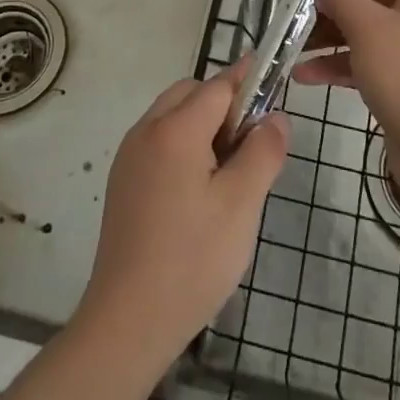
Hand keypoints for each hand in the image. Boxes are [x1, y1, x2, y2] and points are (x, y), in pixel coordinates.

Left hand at [74, 65, 287, 376]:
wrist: (127, 322)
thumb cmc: (192, 259)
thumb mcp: (242, 205)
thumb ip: (263, 152)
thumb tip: (276, 117)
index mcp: (175, 129)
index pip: (218, 85)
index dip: (248, 80)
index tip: (273, 77)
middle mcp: (146, 131)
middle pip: (190, 93)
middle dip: (224, 104)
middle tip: (252, 143)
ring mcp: (129, 157)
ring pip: (172, 117)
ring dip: (202, 125)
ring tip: (229, 171)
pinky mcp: (122, 182)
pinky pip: (158, 142)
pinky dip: (183, 146)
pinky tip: (199, 190)